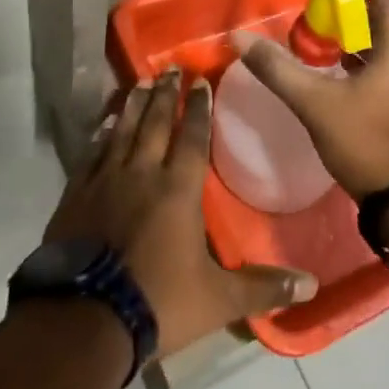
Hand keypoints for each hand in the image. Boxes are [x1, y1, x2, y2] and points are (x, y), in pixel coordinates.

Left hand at [44, 69, 318, 357]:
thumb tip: (312, 285)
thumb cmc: (158, 302)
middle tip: (170, 68)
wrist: (84, 320)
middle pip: (156, 124)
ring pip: (123, 131)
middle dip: (165, 94)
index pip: (192, 137)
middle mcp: (142, 174)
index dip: (199, 108)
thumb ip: (263, 287)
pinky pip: (92, 154)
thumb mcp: (218, 299)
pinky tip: (105, 125)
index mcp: (178, 190)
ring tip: (140, 81)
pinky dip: (101, 135)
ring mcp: (104, 181)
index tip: (200, 81)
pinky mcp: (76, 195)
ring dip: (134, 105)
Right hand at [230, 0, 388, 198]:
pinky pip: (379, 68)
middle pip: (381, 18)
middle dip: (346, 11)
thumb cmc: (366, 142)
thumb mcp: (315, 104)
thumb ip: (278, 69)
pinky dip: (356, 61)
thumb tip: (239, 38)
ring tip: (314, 41)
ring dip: (350, 37)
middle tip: (311, 13)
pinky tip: (329, 74)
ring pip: (379, 45)